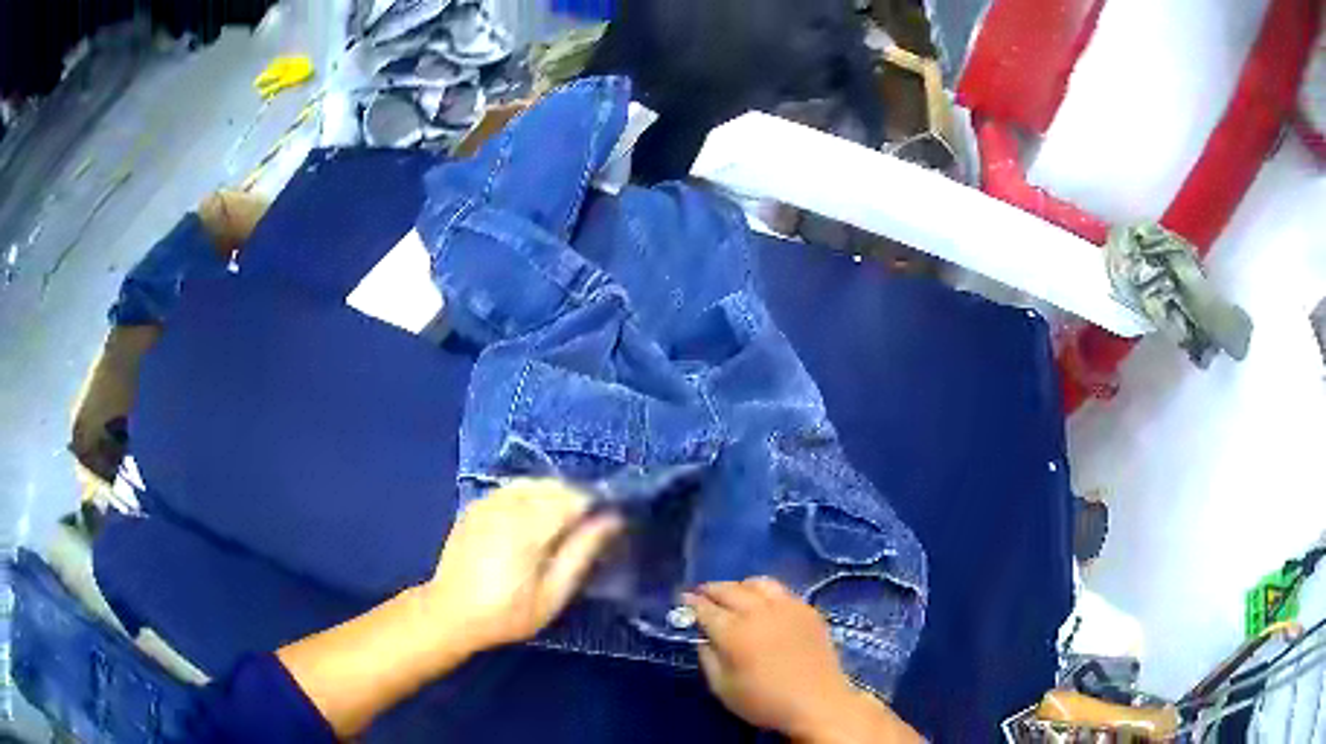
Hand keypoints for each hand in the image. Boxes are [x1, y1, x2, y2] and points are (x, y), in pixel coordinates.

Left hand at [424, 479, 622, 653]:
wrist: (450, 613)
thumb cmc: (507, 613)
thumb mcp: (553, 594)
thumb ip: (582, 552)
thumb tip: (611, 520)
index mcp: (529, 526)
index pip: (574, 497)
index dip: (595, 507)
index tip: (604, 527)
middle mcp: (507, 505)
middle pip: (553, 485)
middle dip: (573, 501)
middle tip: (582, 533)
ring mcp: (487, 502)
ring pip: (531, 483)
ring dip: (550, 497)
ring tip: (556, 529)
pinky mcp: (474, 507)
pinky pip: (509, 489)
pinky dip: (526, 497)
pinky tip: (527, 524)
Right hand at [686, 578, 920, 742]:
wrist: (817, 702)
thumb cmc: (764, 701)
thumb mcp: (723, 688)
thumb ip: (707, 658)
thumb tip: (703, 637)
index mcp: (734, 632)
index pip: (705, 608)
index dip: (691, 603)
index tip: (681, 600)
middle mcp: (759, 611)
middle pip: (729, 589)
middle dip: (711, 589)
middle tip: (701, 594)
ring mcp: (787, 607)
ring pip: (757, 582)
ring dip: (739, 586)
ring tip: (733, 596)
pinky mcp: (807, 609)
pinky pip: (781, 590)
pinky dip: (765, 592)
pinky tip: (764, 604)